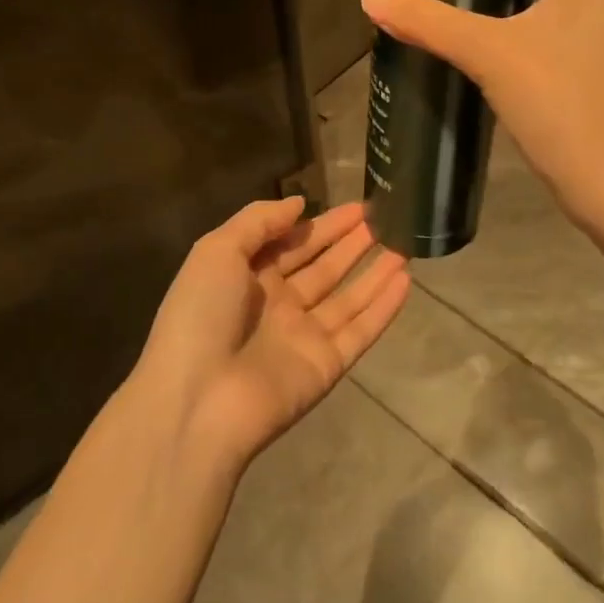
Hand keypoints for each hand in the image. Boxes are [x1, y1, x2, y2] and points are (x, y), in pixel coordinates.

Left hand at [134, 198, 409, 466]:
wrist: (198, 400)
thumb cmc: (201, 314)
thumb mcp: (217, 251)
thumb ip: (259, 221)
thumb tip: (300, 203)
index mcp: (246, 276)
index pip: (292, 243)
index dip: (323, 224)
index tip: (356, 206)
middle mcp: (277, 305)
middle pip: (323, 267)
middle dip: (352, 243)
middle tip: (386, 218)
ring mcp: (303, 336)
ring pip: (348, 296)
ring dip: (374, 271)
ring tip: (405, 244)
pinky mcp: (326, 364)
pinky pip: (360, 329)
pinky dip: (383, 307)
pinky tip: (405, 280)